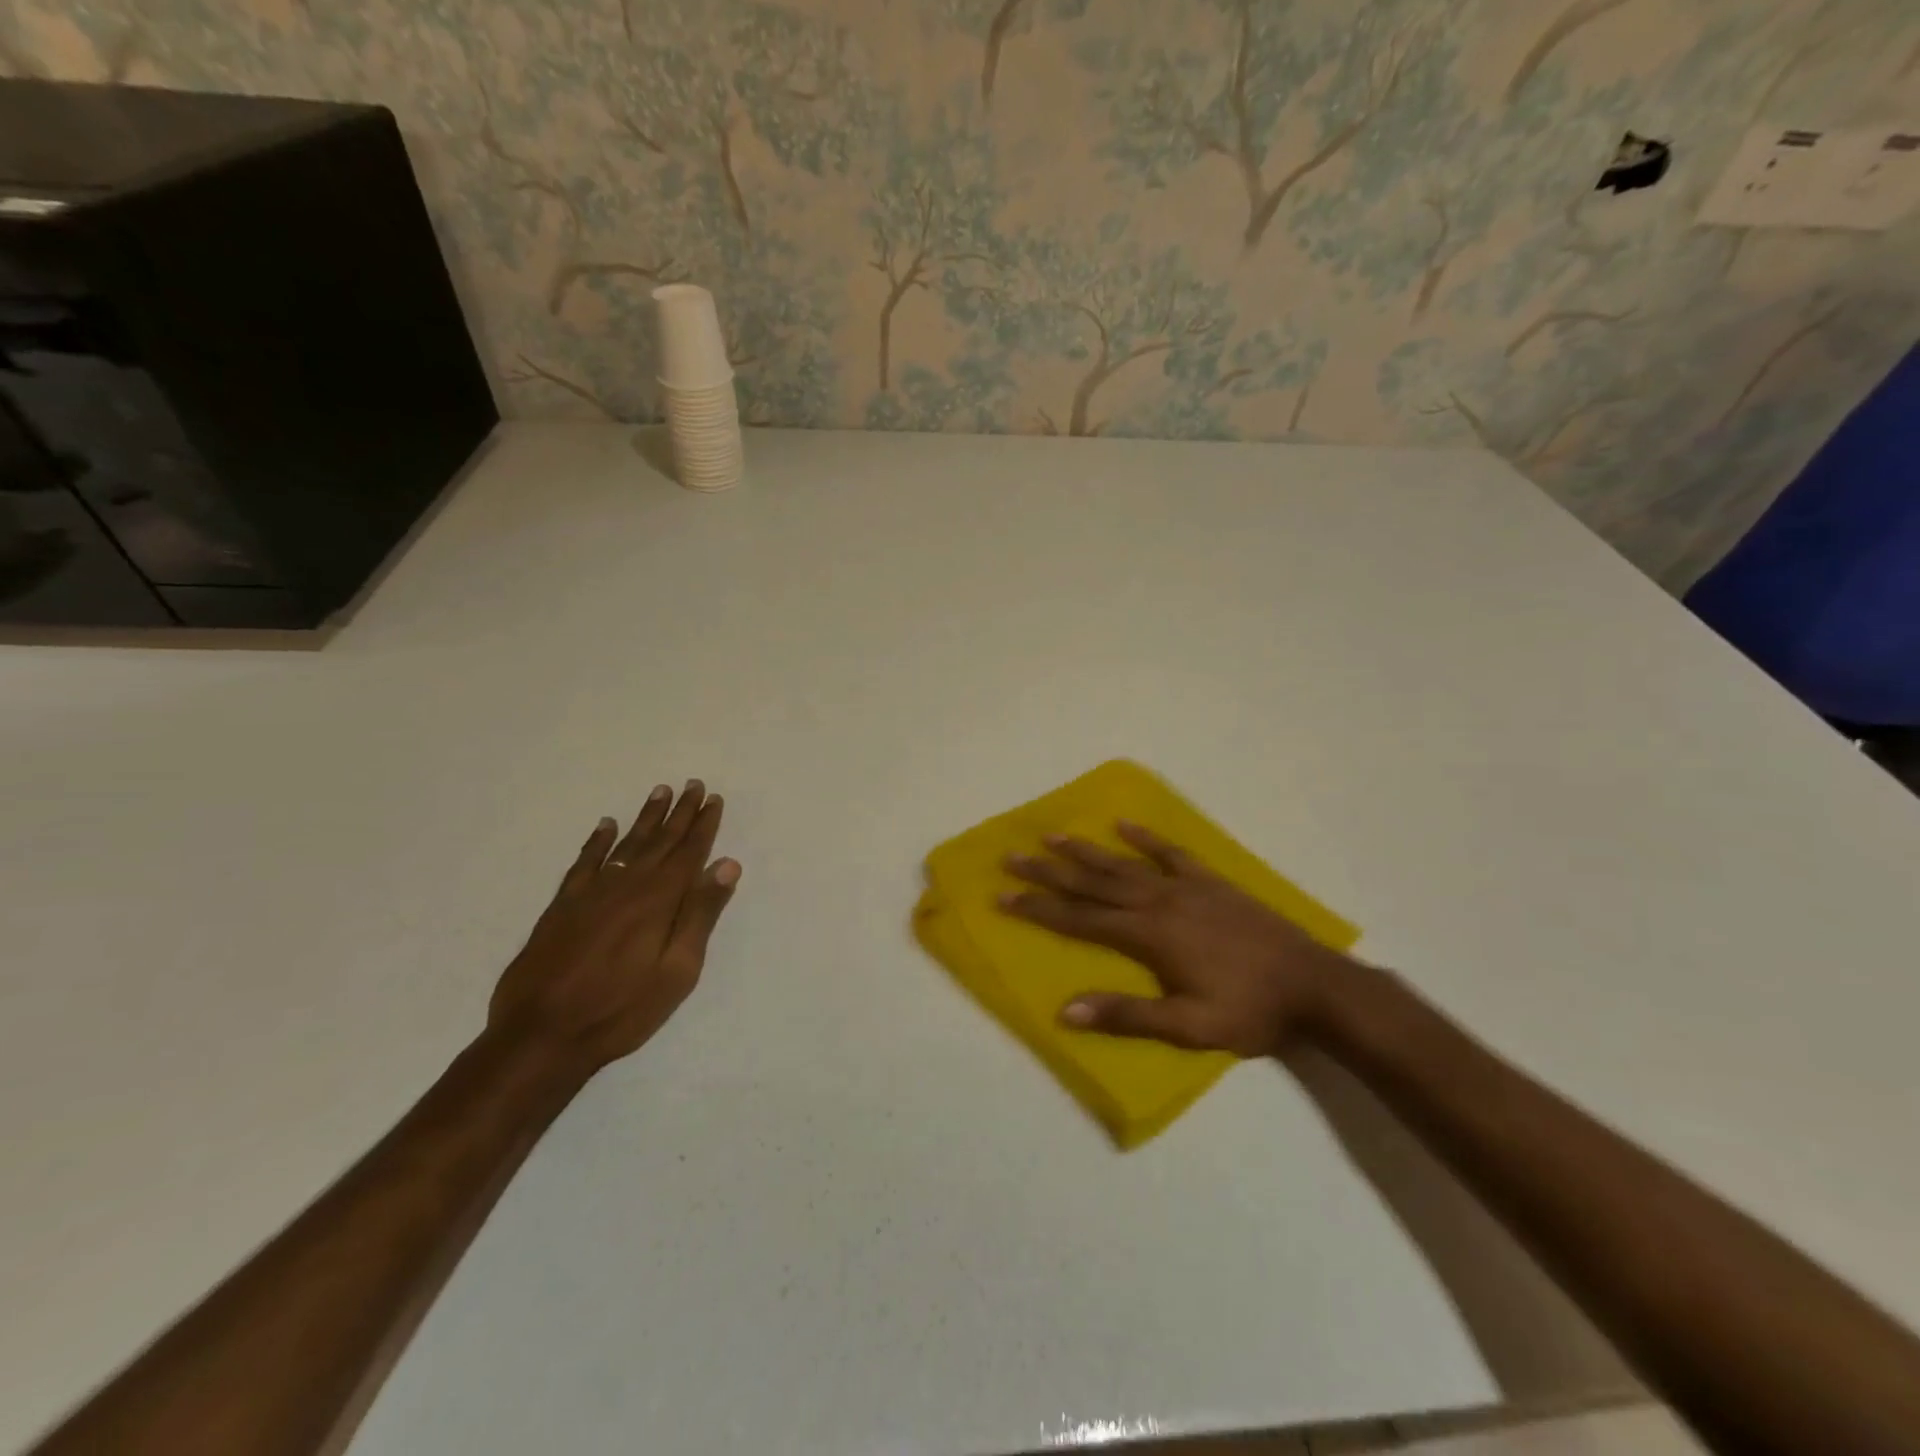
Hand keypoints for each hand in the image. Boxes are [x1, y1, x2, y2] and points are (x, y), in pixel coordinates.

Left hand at [489, 781, 739, 1073]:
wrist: (541, 1036)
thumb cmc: (621, 1009)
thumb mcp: (677, 971)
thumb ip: (701, 915)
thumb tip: (726, 865)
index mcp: (659, 900)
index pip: (688, 852)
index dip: (703, 825)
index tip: (713, 798)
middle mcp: (627, 886)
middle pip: (660, 841)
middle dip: (680, 813)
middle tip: (693, 784)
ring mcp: (591, 893)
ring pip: (626, 844)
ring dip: (645, 818)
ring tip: (660, 792)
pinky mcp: (563, 907)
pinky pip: (585, 862)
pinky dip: (597, 842)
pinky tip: (606, 826)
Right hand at [1002, 823, 1352, 1056]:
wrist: (1314, 985)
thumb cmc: (1250, 1011)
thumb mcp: (1190, 1027)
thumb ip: (1128, 1016)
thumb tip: (1066, 1011)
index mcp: (1148, 935)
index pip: (1080, 919)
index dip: (1039, 908)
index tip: (1003, 896)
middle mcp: (1158, 901)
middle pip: (1092, 883)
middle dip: (1048, 871)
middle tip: (1011, 857)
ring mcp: (1185, 886)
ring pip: (1122, 863)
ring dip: (1084, 850)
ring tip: (1051, 835)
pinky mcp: (1210, 881)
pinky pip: (1169, 852)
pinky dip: (1144, 837)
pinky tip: (1124, 825)